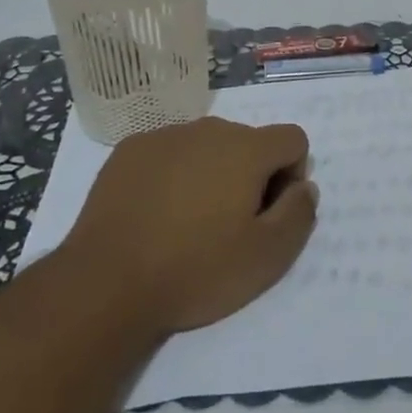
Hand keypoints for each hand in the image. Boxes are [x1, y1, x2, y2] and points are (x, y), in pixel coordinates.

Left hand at [61, 117, 318, 334]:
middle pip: (248, 142)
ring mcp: (164, 136)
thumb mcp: (267, 257)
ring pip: (206, 147)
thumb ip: (299, 214)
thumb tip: (305, 187)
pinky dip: (173, 175)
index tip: (268, 214)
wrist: (106, 283)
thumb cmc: (195, 270)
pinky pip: (169, 154)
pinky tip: (156, 215)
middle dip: (250, 175)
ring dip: (211, 174)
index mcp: (246, 148)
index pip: (292, 139)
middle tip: (229, 226)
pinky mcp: (129, 151)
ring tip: (189, 224)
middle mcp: (208, 129)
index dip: (292, 175)